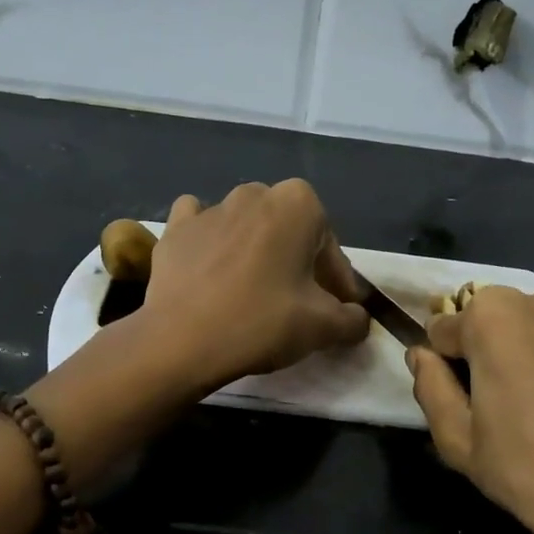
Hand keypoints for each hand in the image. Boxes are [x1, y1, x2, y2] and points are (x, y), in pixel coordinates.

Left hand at [143, 180, 369, 390]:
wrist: (182, 340)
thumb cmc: (261, 323)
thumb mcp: (323, 327)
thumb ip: (352, 319)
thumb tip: (358, 319)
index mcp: (298, 204)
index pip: (330, 246)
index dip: (337, 282)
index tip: (337, 310)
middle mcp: (255, 193)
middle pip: (289, 231)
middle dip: (298, 261)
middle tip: (299, 301)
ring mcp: (210, 208)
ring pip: (246, 227)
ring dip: (256, 252)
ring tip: (254, 292)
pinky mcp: (174, 229)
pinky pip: (200, 226)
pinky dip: (209, 241)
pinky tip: (211, 266)